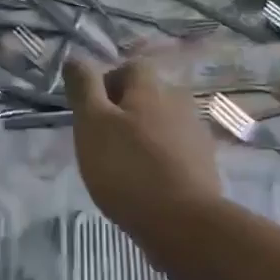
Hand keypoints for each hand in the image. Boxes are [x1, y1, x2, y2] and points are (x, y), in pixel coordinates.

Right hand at [64, 59, 220, 236]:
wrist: (182, 222)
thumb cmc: (127, 169)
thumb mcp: (92, 124)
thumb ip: (84, 88)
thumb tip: (75, 57)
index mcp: (151, 89)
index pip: (131, 67)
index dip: (108, 82)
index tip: (91, 111)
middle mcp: (179, 103)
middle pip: (149, 95)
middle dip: (126, 111)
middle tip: (102, 140)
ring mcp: (196, 135)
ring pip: (163, 124)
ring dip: (144, 136)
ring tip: (122, 165)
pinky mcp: (204, 165)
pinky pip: (176, 151)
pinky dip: (160, 159)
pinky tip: (146, 183)